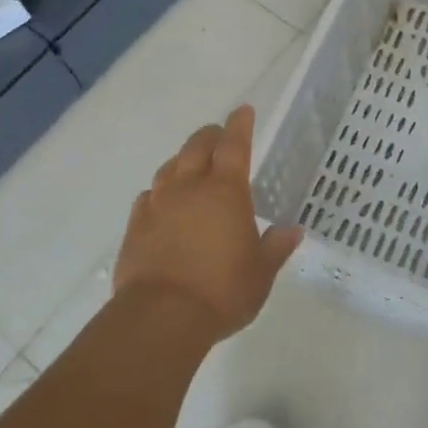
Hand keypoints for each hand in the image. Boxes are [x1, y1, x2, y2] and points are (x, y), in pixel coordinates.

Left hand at [114, 106, 302, 340]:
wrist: (161, 317)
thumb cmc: (222, 290)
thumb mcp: (260, 273)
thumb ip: (275, 247)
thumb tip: (292, 230)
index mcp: (226, 191)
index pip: (234, 145)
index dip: (240, 124)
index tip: (243, 110)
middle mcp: (189, 188)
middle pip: (197, 147)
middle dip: (210, 136)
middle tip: (218, 136)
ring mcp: (158, 204)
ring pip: (169, 167)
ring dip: (182, 160)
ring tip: (190, 165)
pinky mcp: (135, 226)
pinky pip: (147, 196)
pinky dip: (158, 191)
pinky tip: (161, 201)